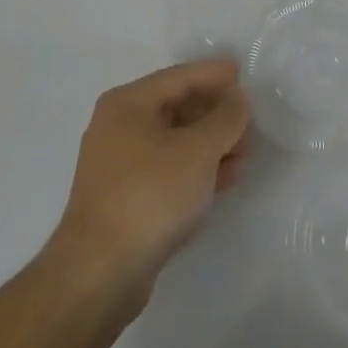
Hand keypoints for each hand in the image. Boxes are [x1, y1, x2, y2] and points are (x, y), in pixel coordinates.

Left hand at [49, 60, 250, 302]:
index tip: (242, 72)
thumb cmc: (149, 196)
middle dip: (215, 114)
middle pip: (176, 107)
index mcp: (127, 104)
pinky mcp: (125, 198)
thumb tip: (237, 100)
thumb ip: (224, 119)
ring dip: (210, 144)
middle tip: (248, 122)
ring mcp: (119, 165)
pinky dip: (196, 169)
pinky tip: (225, 179)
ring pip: (174, 141)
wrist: (99, 274)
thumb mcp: (197, 152)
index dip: (212, 74)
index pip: (178, 77)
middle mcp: (118, 126)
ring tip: (244, 153)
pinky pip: (168, 169)